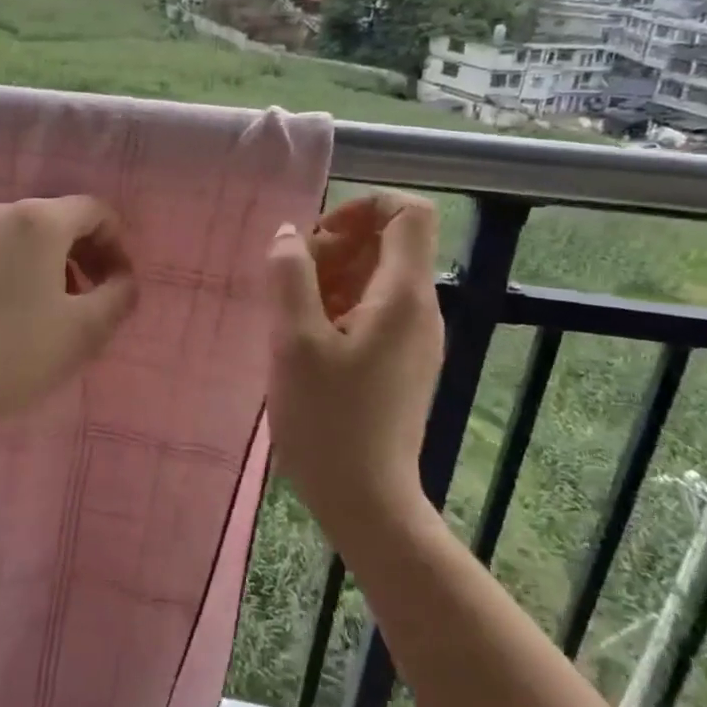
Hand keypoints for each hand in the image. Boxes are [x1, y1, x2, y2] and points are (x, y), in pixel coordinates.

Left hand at [0, 196, 138, 428]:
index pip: (97, 211)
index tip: (119, 287)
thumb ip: (119, 296)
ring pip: (31, 237)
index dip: (118, 246)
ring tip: (59, 312)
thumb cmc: (13, 350)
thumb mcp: (84, 330)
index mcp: (41, 220)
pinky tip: (19, 313)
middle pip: (63, 220)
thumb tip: (123, 280)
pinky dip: (24, 270)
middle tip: (95, 300)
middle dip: (88, 255)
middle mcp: (4, 211)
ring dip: (57, 265)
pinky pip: (2, 250)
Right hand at [265, 192, 444, 539]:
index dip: (363, 206)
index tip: (317, 235)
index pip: (408, 213)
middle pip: (387, 244)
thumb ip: (288, 277)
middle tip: (290, 281)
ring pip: (375, 278)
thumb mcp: (294, 341)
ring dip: (330, 279)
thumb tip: (288, 234)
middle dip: (335, 247)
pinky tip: (304, 339)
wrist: (365, 500)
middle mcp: (418, 309)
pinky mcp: (400, 361)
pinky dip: (338, 307)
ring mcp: (412, 338)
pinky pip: (372, 310)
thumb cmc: (328, 419)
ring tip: (290, 314)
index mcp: (402, 296)